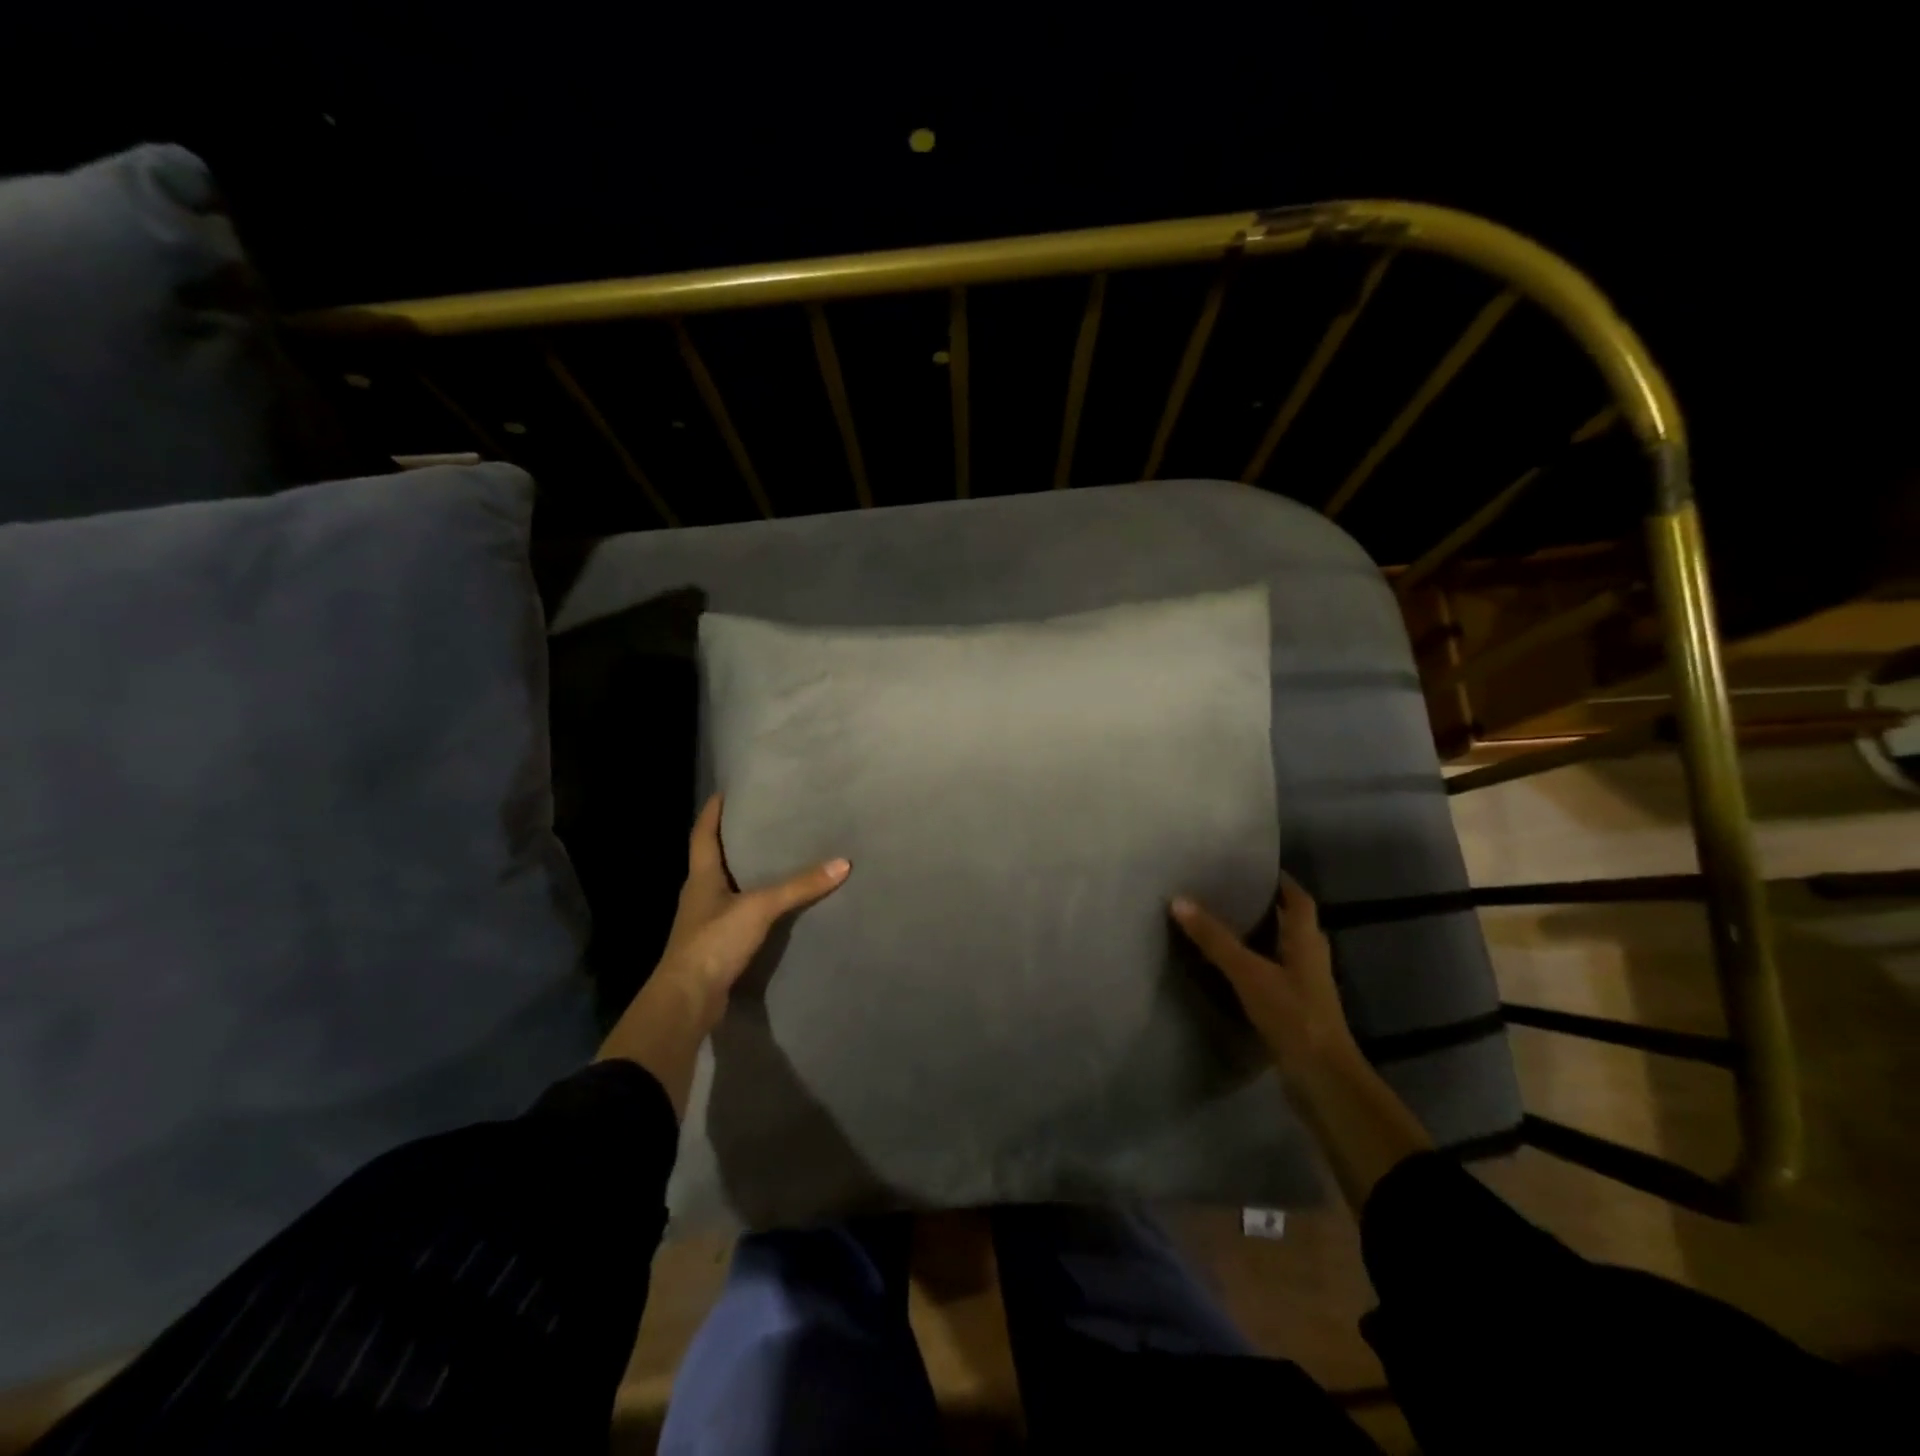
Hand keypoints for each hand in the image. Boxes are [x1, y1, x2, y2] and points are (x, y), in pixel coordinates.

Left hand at [596, 794, 849, 1114]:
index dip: (712, 812)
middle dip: (733, 839)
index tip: (725, 792)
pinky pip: (737, 913)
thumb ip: (799, 887)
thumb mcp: (759, 908)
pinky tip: (774, 904)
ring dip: (744, 872)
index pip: (703, 834)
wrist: (688, 1001)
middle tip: (762, 820)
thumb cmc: (714, 942)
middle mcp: (699, 894)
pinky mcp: (716, 945)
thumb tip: (843, 864)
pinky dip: (753, 903)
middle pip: (713, 859)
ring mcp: (706, 922)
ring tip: (774, 856)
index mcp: (701, 877)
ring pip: (725, 887)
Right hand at [1172, 873, 1431, 1209]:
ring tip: (1222, 924)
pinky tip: (1229, 968)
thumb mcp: (1248, 972)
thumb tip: (1178, 900)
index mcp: (1307, 941)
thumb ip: (1214, 938)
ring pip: (1282, 950)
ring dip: (1259, 936)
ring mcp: (1305, 987)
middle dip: (1265, 906)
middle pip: (1291, 922)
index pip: (1299, 899)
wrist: (1323, 1081)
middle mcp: (1311, 959)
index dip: (1281, 880)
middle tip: (1228, 891)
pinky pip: (1274, 975)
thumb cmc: (1292, 1015)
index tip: (1252, 865)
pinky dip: (1254, 964)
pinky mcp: (1296, 1011)